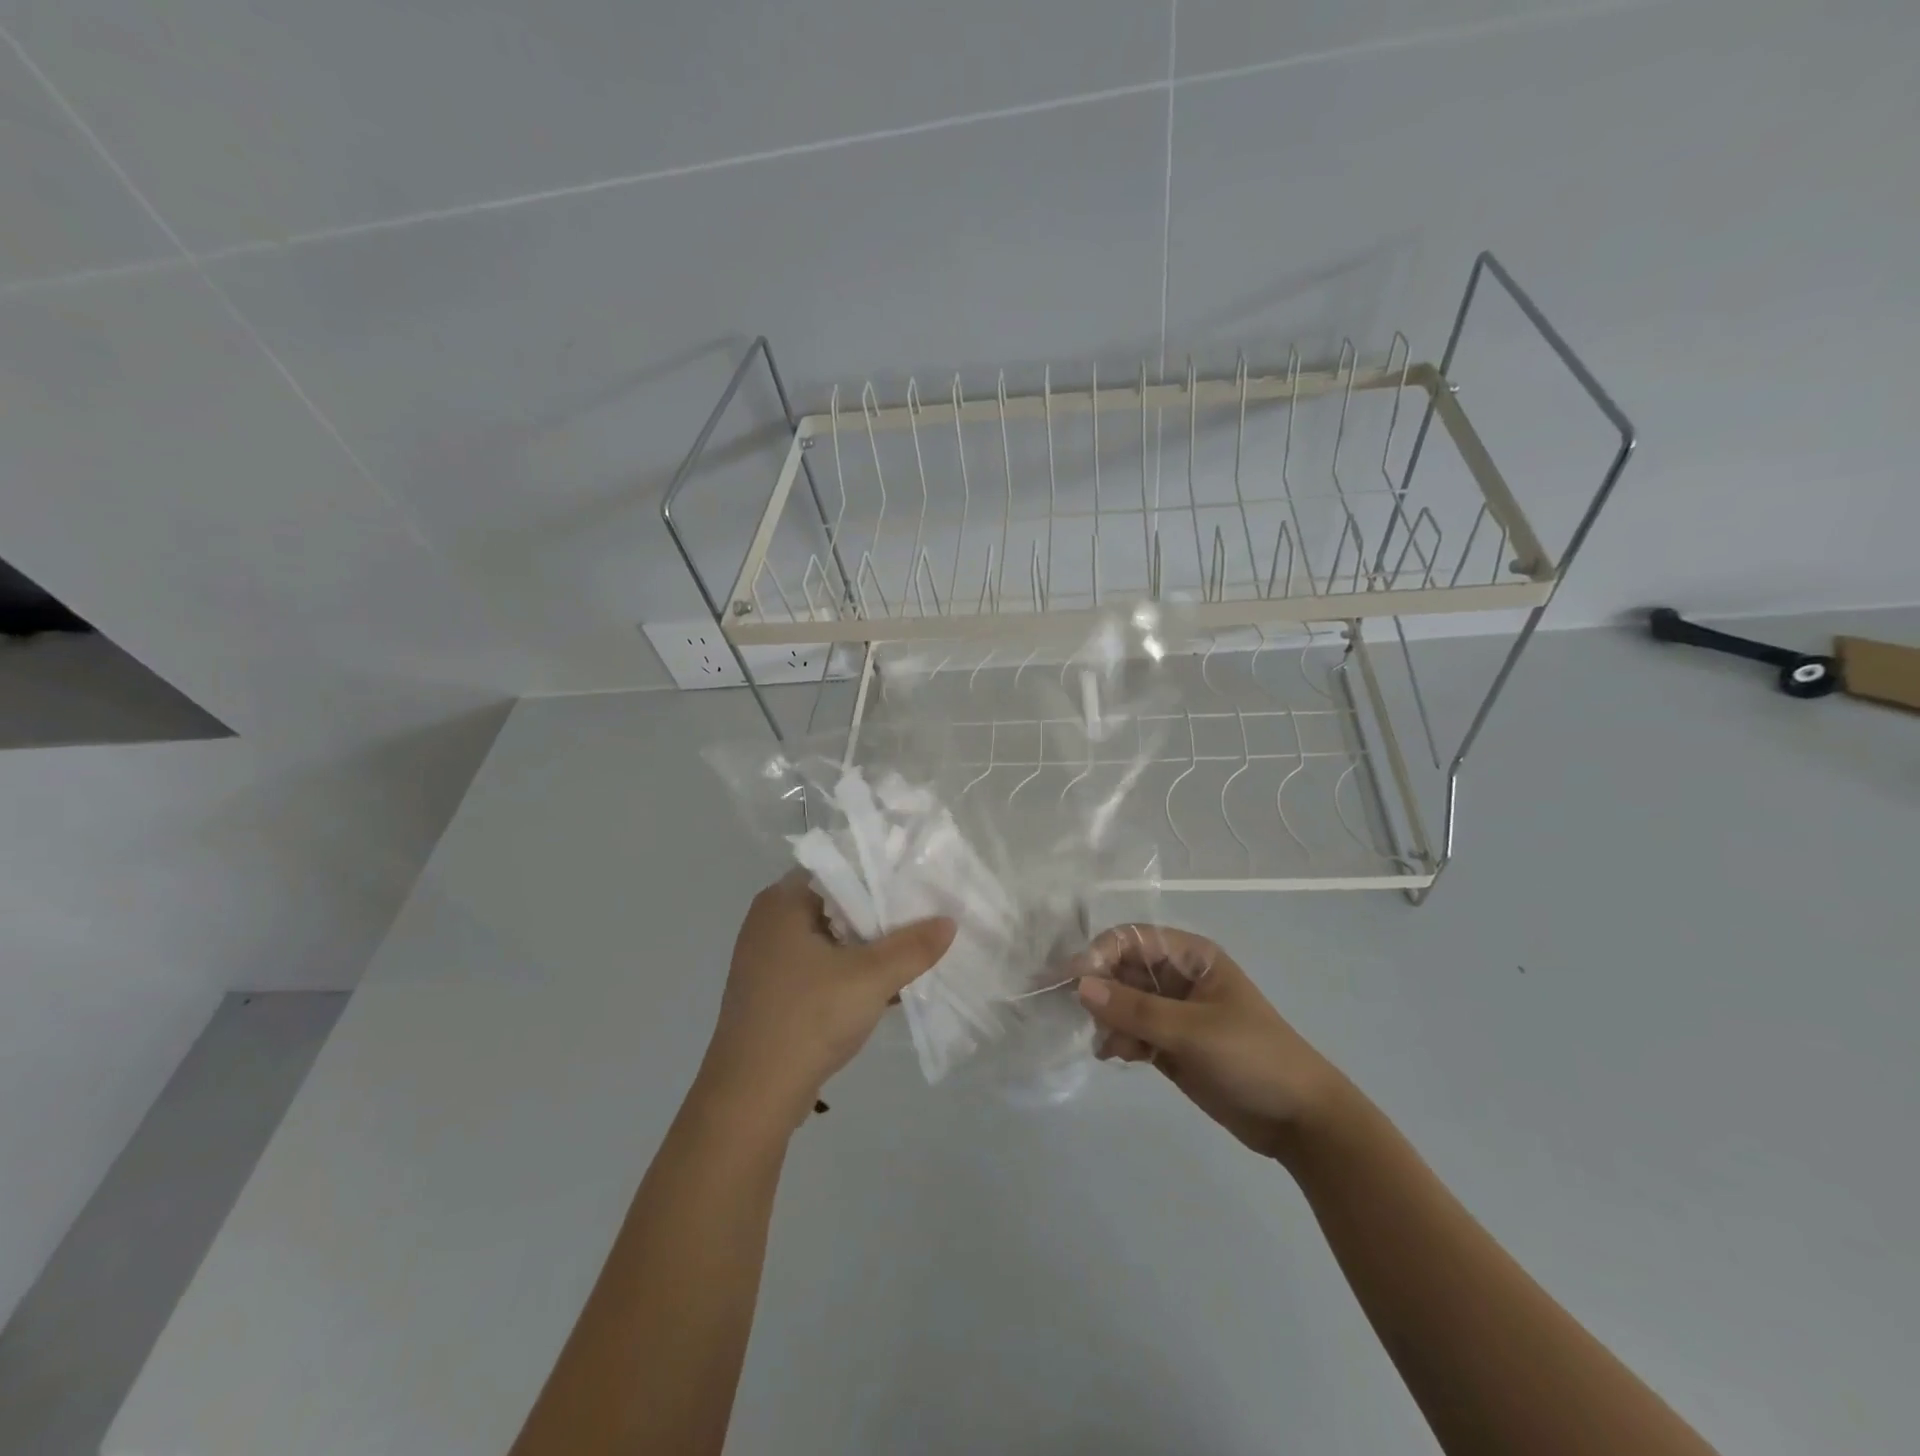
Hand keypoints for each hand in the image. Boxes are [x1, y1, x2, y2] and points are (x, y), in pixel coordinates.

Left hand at [700, 872, 956, 1127]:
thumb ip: (913, 947)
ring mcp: (768, 960)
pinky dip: (851, 972)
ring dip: (869, 947)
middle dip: (881, 914)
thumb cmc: (808, 1018)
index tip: (920, 882)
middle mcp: (770, 921)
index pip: (840, 867)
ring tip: (916, 949)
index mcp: (783, 901)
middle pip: (837, 903)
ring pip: (831, 939)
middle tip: (926, 914)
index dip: (881, 873)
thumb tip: (949, 921)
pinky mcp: (773, 993)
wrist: (751, 1097)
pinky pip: (821, 968)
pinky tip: (887, 987)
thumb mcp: (871, 978)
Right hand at [1075, 924, 1347, 1161]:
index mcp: (1190, 957)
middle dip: (1099, 990)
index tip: (1073, 981)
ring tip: (1110, 1047)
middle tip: (1079, 1016)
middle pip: (1121, 969)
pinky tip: (1116, 1058)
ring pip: (1121, 1002)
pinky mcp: (1169, 1045)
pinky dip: (1118, 1041)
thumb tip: (1080, 986)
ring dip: (1108, 1020)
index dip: (1100, 953)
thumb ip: (1135, 1009)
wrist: (1299, 1120)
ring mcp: (1173, 1012)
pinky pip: (1130, 1031)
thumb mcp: (1192, 1030)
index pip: (1131, 939)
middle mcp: (1177, 977)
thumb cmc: (1252, 1057)